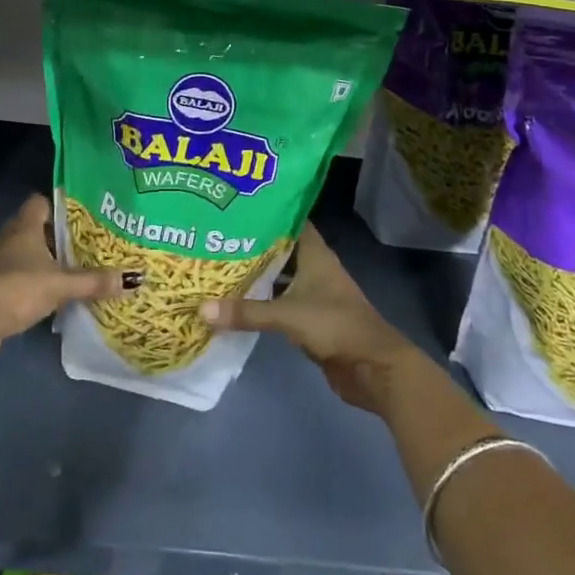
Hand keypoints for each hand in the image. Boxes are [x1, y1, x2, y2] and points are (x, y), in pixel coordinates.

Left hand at [0, 195, 137, 363]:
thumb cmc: (21, 288)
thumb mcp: (63, 284)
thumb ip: (95, 281)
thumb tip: (133, 279)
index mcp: (24, 226)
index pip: (39, 202)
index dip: (58, 205)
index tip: (80, 215)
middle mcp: (7, 237)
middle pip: (32, 226)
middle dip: (54, 235)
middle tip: (81, 243)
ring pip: (22, 251)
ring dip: (40, 258)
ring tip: (67, 268)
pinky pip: (14, 273)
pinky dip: (28, 278)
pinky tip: (46, 292)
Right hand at [199, 222, 428, 414]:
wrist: (372, 368)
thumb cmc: (335, 325)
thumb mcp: (287, 315)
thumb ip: (246, 311)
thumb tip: (201, 308)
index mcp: (315, 254)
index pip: (290, 221)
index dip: (267, 212)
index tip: (236, 206)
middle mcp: (314, 268)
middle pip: (280, 249)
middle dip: (252, 243)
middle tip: (217, 235)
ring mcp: (314, 294)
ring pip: (280, 276)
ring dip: (256, 273)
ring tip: (219, 265)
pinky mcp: (310, 318)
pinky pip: (280, 302)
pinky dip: (262, 300)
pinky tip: (237, 301)